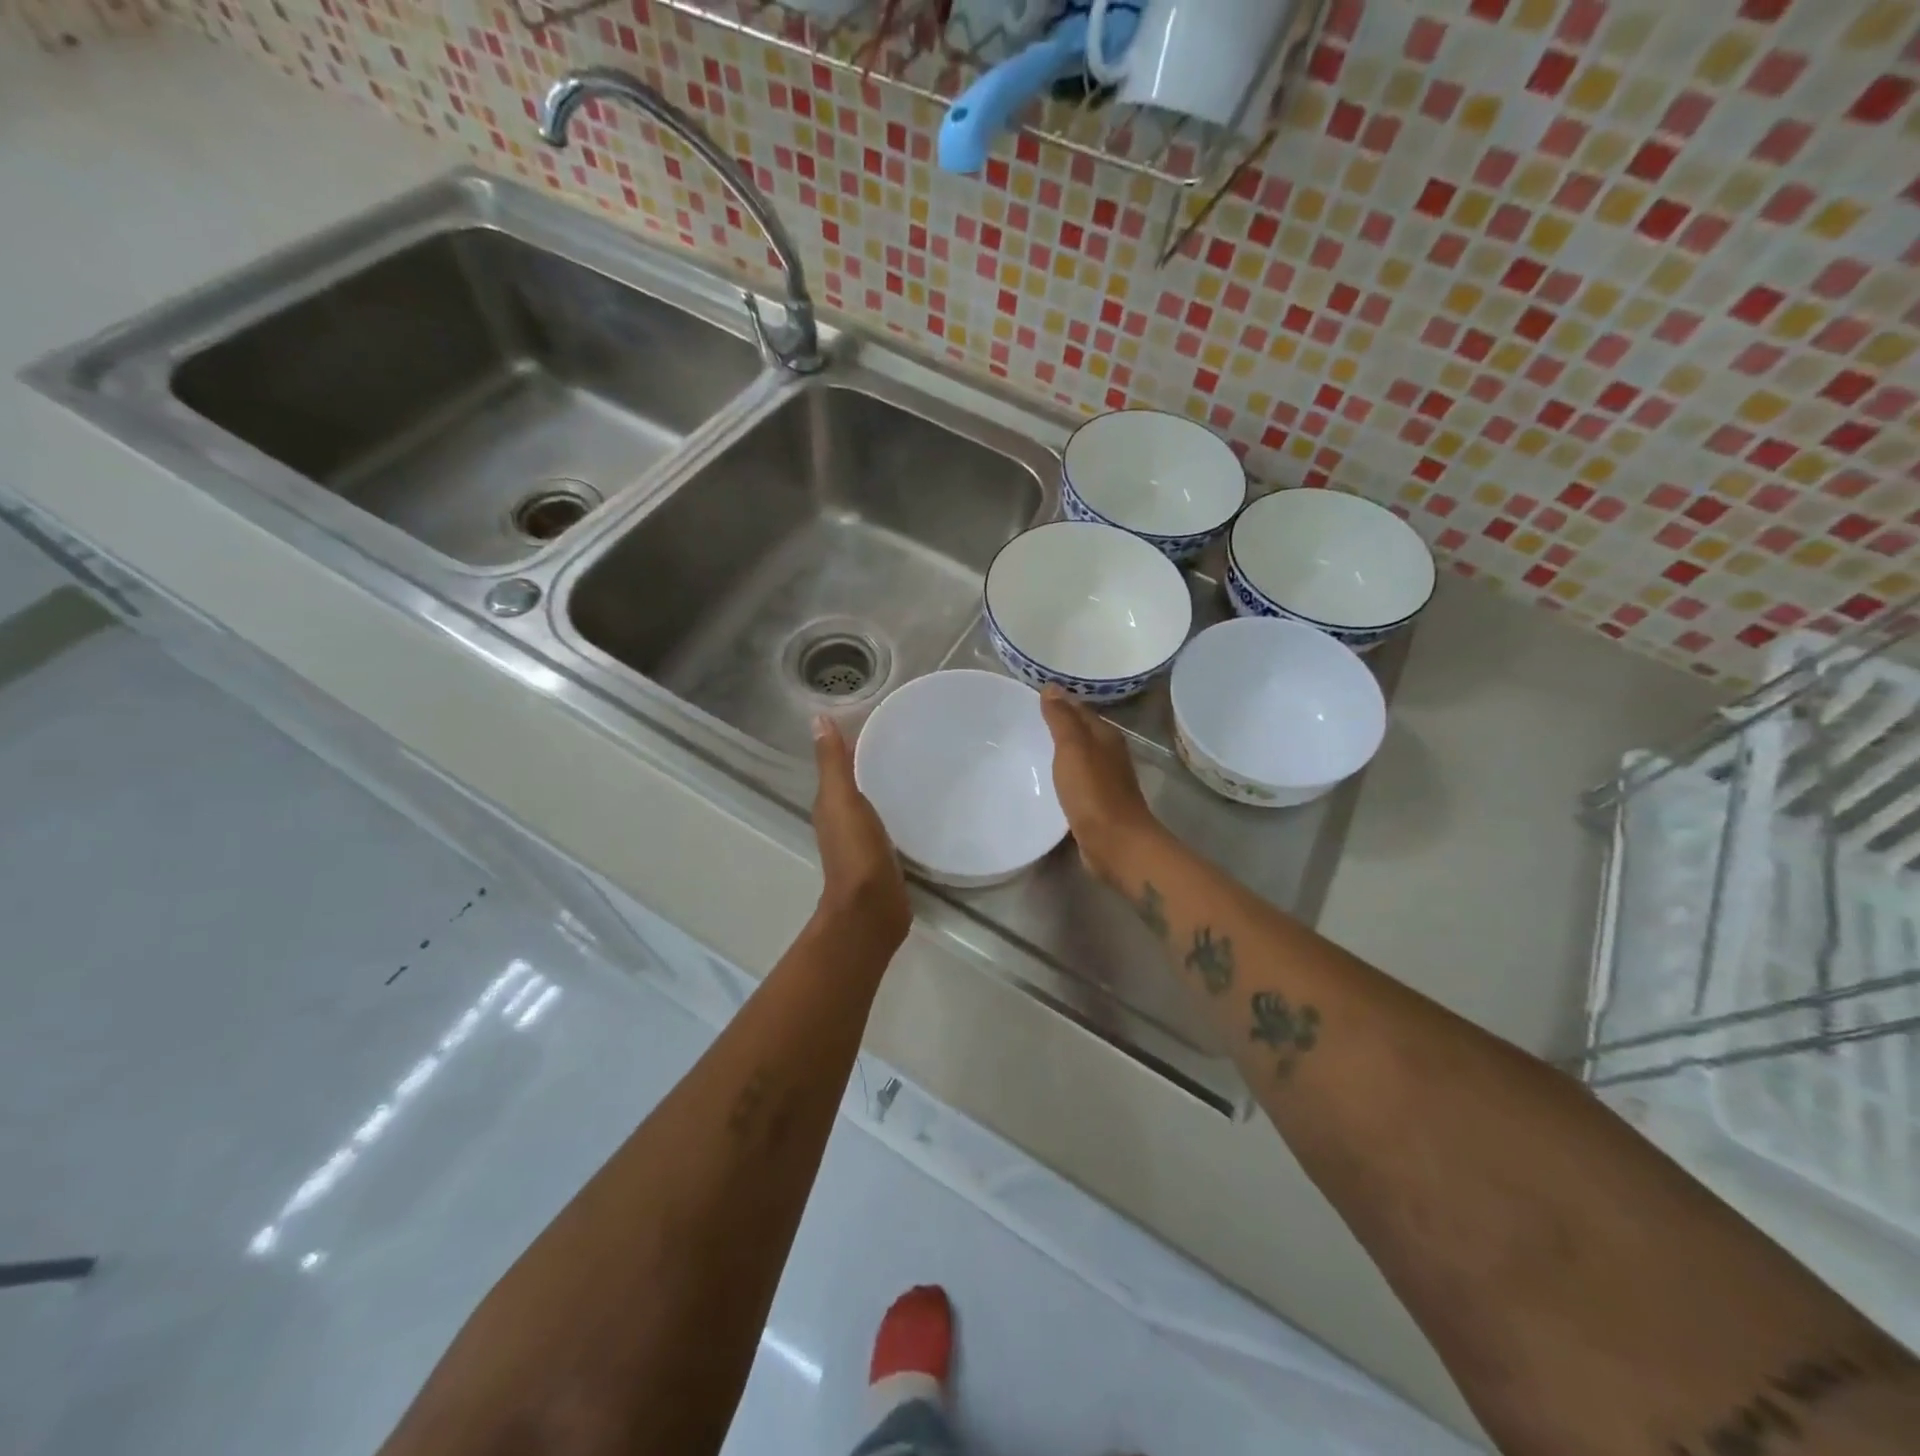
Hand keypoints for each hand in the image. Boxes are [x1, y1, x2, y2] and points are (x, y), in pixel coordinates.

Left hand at [811, 715, 910, 946]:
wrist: (872, 908)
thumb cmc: (856, 851)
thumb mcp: (842, 800)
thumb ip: (832, 763)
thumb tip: (818, 719)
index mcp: (829, 805)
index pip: (838, 765)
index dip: (851, 743)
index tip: (877, 720)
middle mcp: (842, 820)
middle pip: (855, 782)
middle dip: (871, 762)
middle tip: (904, 739)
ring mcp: (862, 840)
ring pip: (871, 803)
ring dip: (885, 786)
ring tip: (915, 765)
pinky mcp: (884, 856)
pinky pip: (889, 823)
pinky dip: (896, 809)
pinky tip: (917, 804)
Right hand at [1039, 688, 1160, 883]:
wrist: (1115, 843)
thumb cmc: (1093, 792)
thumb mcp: (1073, 748)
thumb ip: (1062, 718)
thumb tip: (1051, 687)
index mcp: (1106, 735)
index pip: (1079, 709)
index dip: (1058, 702)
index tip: (1030, 698)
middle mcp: (1109, 753)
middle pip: (1081, 732)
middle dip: (1058, 725)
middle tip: (1024, 721)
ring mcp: (1105, 780)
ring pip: (1079, 756)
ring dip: (1060, 751)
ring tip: (1030, 748)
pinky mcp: (1098, 803)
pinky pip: (1077, 780)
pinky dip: (1063, 774)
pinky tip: (1046, 780)